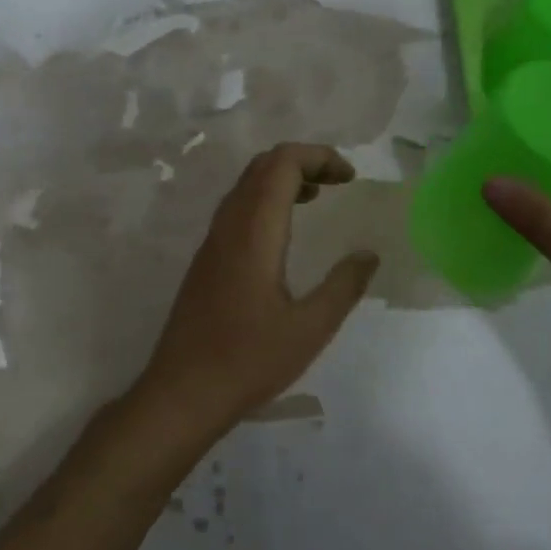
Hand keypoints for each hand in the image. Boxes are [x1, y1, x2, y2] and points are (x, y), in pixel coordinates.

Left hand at [135, 143, 379, 441]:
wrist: (181, 393)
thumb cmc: (248, 361)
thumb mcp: (310, 329)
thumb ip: (343, 286)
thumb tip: (369, 254)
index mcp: (254, 232)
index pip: (282, 164)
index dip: (319, 156)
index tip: (350, 178)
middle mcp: (228, 226)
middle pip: (262, 166)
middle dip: (303, 161)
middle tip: (339, 182)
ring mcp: (212, 242)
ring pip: (246, 186)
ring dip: (282, 179)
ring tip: (317, 198)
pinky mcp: (205, 260)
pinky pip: (236, 208)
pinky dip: (265, 201)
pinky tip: (284, 234)